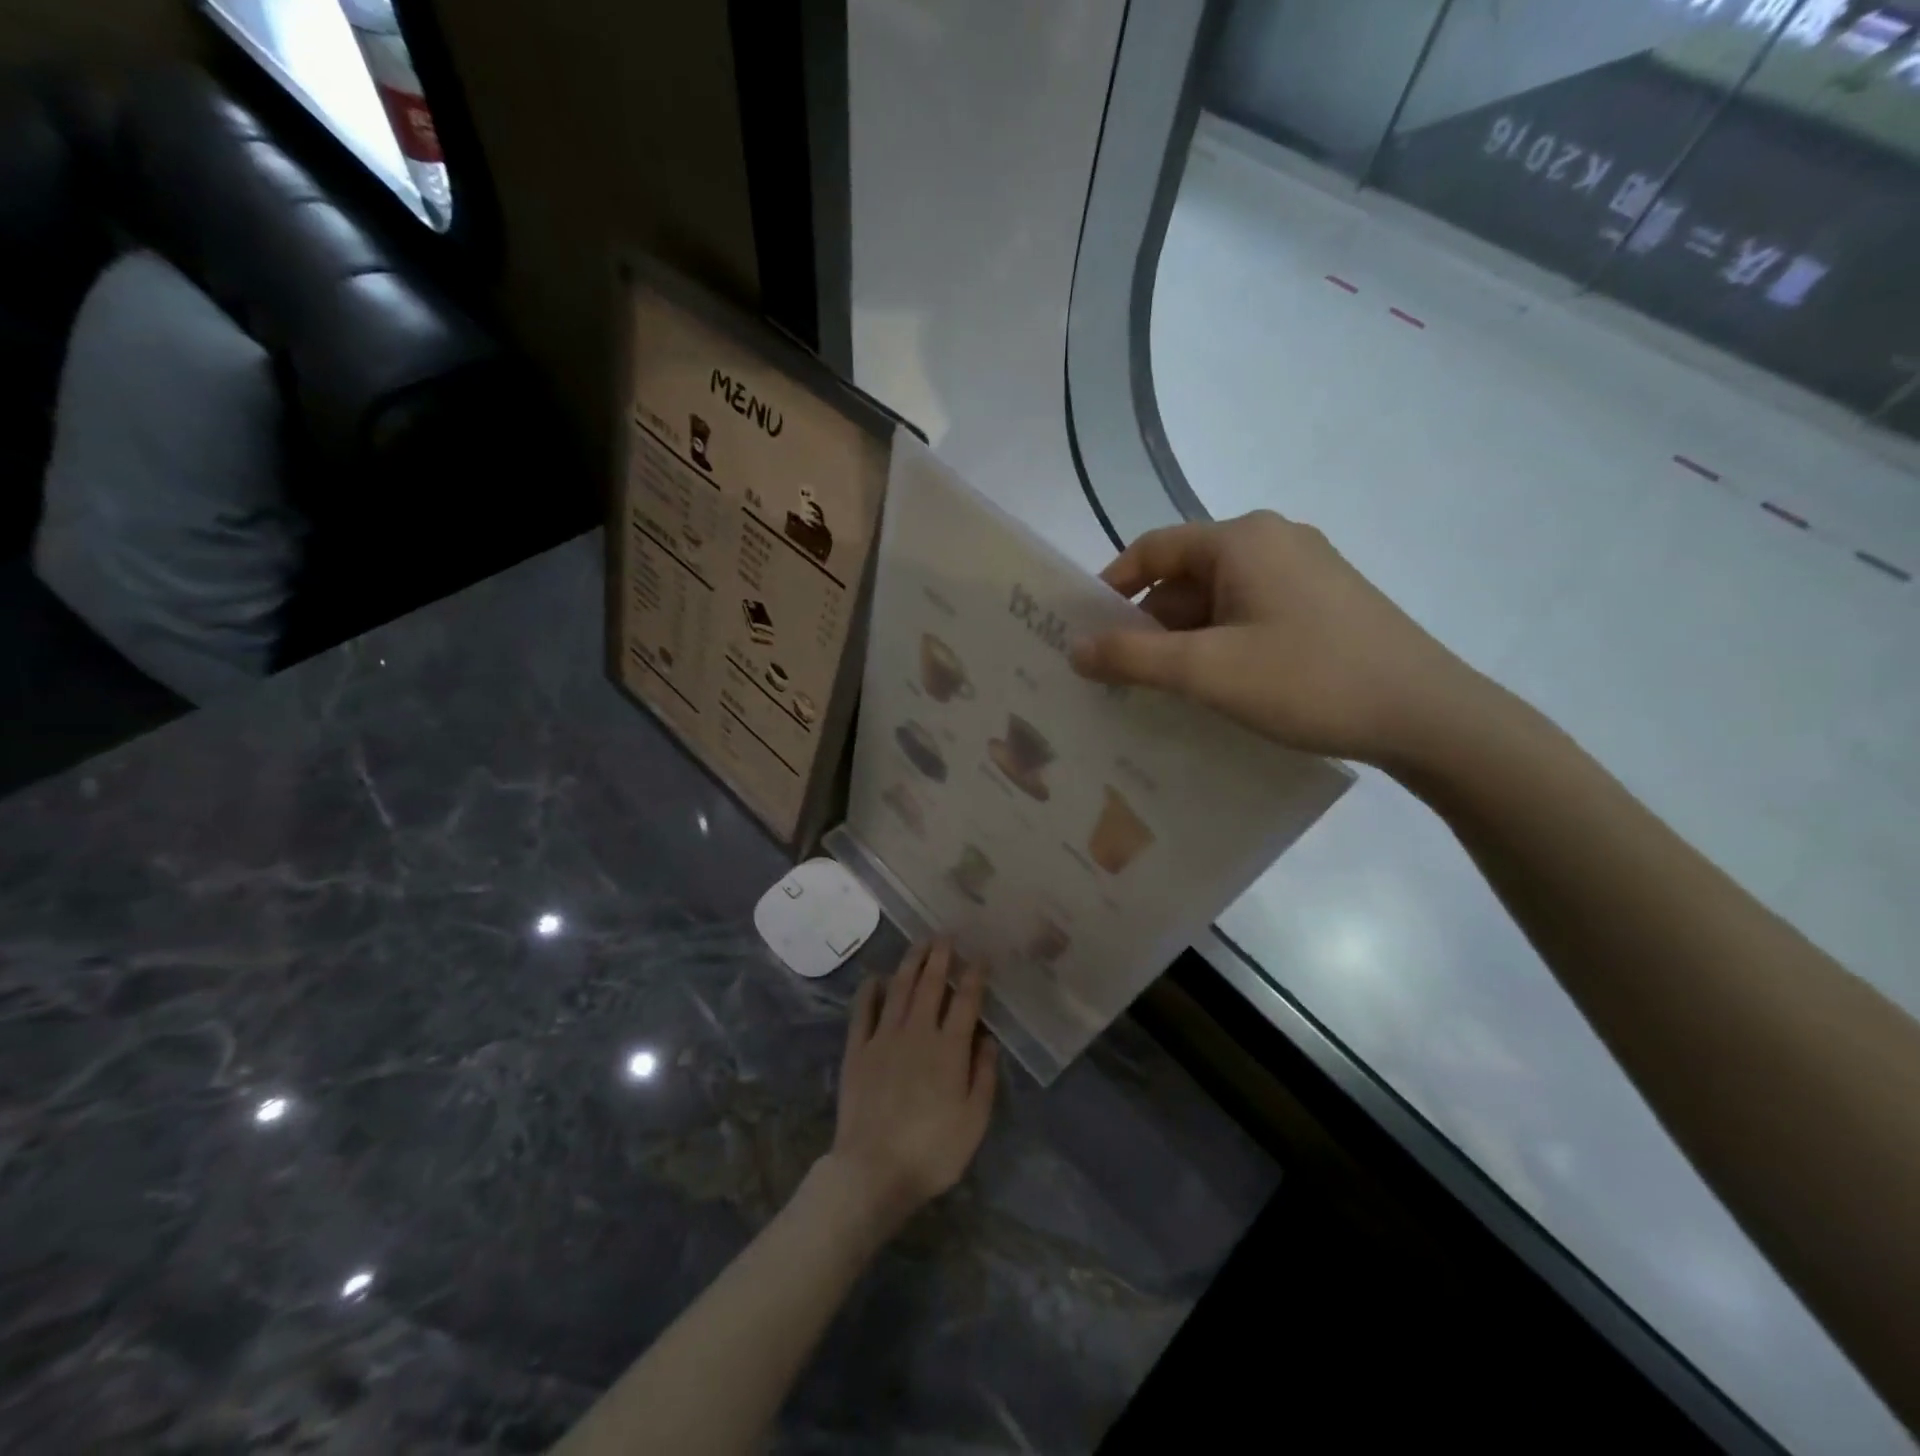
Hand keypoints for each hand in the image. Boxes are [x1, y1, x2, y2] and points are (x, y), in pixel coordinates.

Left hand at [825, 940, 996, 1236]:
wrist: (873, 1170)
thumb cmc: (932, 1150)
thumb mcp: (974, 1120)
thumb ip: (984, 1075)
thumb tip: (988, 1039)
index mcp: (949, 1048)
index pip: (965, 1001)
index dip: (974, 976)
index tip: (980, 957)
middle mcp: (917, 1032)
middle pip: (929, 985)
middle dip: (939, 957)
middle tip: (945, 935)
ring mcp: (883, 1038)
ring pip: (898, 989)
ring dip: (910, 963)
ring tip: (918, 944)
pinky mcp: (857, 1050)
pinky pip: (863, 1011)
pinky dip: (869, 991)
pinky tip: (875, 978)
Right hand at [1069, 511, 1494, 768]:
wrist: (1427, 714)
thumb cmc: (1307, 680)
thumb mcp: (1206, 671)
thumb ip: (1132, 657)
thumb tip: (1075, 648)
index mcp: (1242, 539)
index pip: (1153, 548)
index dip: (1112, 587)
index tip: (1087, 632)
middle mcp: (1273, 540)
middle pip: (1186, 575)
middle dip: (1149, 623)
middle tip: (1121, 674)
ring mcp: (1306, 570)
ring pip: (1219, 598)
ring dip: (1185, 639)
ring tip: (1164, 689)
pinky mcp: (1325, 602)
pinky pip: (1251, 613)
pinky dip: (1222, 643)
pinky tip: (1218, 686)